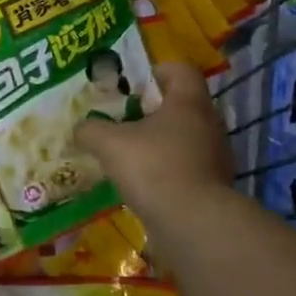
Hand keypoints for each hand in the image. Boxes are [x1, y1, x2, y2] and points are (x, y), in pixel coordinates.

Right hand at [75, 61, 238, 225]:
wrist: (192, 224)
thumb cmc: (153, 167)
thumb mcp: (108, 143)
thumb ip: (90, 129)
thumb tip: (80, 128)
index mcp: (189, 103)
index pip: (180, 71)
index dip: (155, 72)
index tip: (131, 85)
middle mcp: (209, 125)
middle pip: (181, 106)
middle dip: (150, 111)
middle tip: (121, 119)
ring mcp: (215, 158)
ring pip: (183, 138)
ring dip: (158, 143)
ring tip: (127, 153)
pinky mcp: (212, 188)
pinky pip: (185, 168)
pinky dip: (164, 171)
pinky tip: (140, 183)